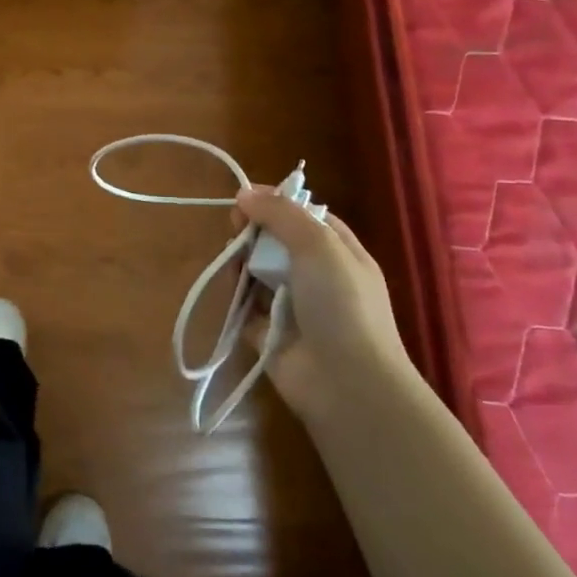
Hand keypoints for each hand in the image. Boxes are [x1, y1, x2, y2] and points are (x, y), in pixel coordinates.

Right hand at [234, 187, 409, 420]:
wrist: (346, 384)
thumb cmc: (341, 304)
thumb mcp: (318, 245)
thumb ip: (281, 214)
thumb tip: (244, 193)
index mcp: (339, 252)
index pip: (305, 215)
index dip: (276, 202)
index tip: (244, 197)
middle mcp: (317, 276)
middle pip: (276, 240)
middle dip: (254, 231)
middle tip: (235, 230)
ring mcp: (293, 305)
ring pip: (258, 270)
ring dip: (242, 261)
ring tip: (233, 261)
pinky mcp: (269, 332)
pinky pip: (245, 305)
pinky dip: (236, 295)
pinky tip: (229, 288)